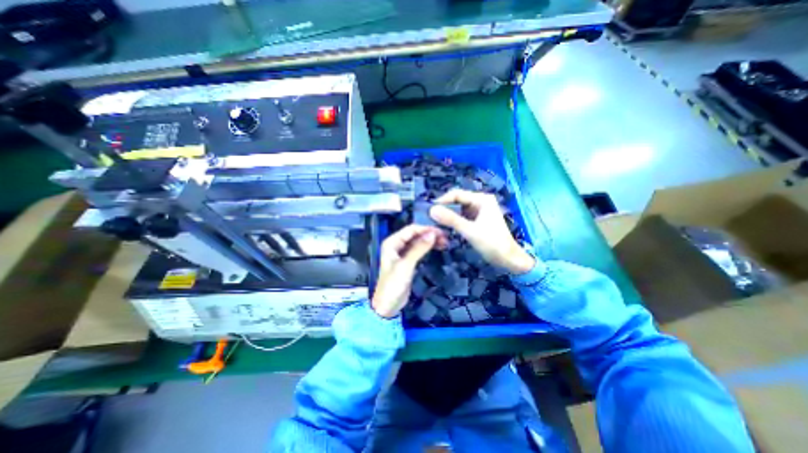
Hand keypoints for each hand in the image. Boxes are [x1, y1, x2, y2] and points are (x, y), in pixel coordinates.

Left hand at [372, 224, 447, 316]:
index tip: (441, 232)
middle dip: (429, 235)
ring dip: (429, 241)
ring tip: (444, 242)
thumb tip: (433, 234)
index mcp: (392, 242)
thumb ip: (419, 248)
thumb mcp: (406, 265)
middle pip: (414, 235)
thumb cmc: (393, 284)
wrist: (388, 305)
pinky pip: (418, 250)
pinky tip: (436, 248)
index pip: (411, 230)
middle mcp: (396, 245)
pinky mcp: (407, 261)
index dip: (426, 229)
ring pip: (417, 242)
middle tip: (445, 238)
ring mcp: (401, 253)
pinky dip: (427, 248)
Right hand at [428, 190, 534, 273]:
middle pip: (457, 201)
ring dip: (448, 215)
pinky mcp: (477, 220)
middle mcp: (480, 202)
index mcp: (481, 199)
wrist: (508, 258)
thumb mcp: (469, 230)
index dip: (442, 200)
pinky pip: (462, 216)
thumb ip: (451, 219)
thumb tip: (431, 210)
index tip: (430, 209)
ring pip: (458, 209)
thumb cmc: (491, 242)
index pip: (457, 194)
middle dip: (445, 208)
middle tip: (431, 217)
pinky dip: (454, 221)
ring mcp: (479, 211)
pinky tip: (446, 227)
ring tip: (435, 222)